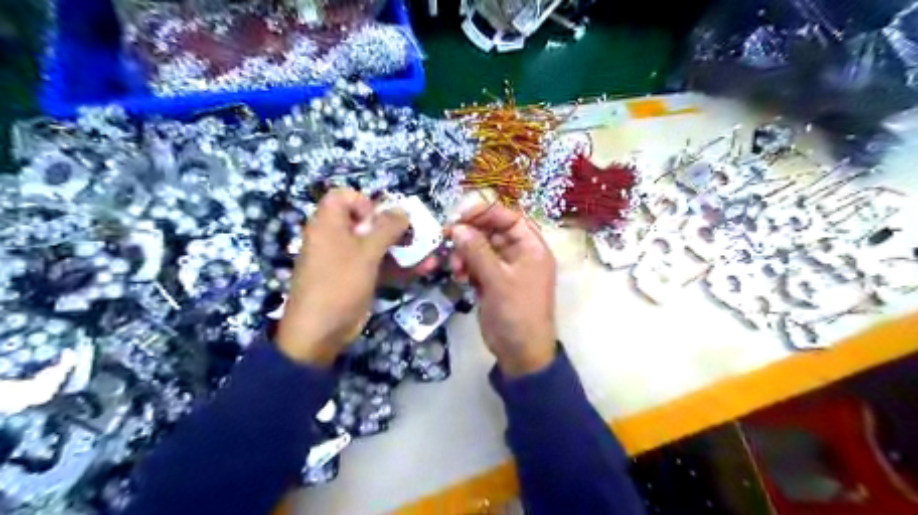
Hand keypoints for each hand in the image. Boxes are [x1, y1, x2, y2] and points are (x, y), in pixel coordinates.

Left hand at [275, 190, 412, 365]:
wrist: (321, 331)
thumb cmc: (340, 283)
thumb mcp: (366, 253)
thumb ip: (386, 228)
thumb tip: (402, 210)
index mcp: (328, 223)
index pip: (343, 196)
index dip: (364, 202)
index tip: (379, 219)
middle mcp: (336, 237)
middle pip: (366, 222)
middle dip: (394, 228)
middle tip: (413, 236)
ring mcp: (347, 259)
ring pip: (377, 245)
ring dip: (403, 249)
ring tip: (429, 255)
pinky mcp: (357, 278)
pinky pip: (379, 265)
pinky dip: (398, 266)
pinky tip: (422, 269)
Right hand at [450, 201, 555, 376]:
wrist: (520, 352)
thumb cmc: (517, 312)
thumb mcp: (497, 279)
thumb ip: (476, 251)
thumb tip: (457, 227)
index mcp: (532, 248)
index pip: (510, 218)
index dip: (486, 213)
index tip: (460, 215)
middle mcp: (520, 254)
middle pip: (493, 232)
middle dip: (470, 235)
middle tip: (448, 238)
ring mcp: (505, 269)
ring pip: (481, 249)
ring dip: (465, 253)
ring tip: (455, 267)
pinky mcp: (493, 282)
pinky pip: (477, 265)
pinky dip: (466, 267)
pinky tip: (459, 276)